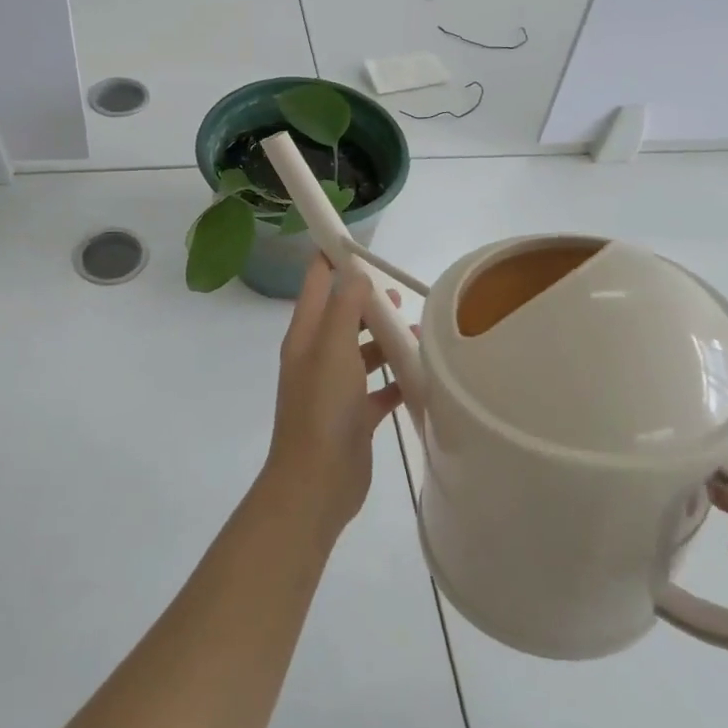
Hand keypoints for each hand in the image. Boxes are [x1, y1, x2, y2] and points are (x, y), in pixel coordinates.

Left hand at [263, 257, 405, 534]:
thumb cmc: (323, 408)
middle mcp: (318, 356)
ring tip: (419, 334)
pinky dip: (397, 379)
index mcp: (305, 335)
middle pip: (343, 315)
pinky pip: (379, 388)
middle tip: (399, 294)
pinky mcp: (355, 415)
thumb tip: (355, 272)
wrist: (317, 483)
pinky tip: (422, 376)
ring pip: (363, 351)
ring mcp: (336, 387)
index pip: (316, 283)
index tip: (362, 244)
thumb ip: (345, 307)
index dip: (333, 258)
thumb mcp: (333, 348)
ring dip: (387, 340)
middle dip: (369, 301)